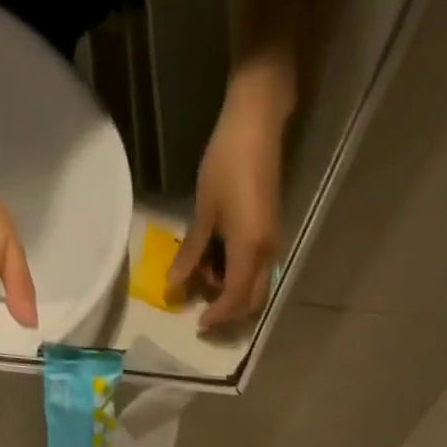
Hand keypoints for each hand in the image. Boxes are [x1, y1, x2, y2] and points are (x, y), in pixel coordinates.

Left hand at [169, 77, 288, 332]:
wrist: (257, 122)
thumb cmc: (227, 163)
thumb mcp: (204, 211)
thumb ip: (192, 253)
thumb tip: (174, 285)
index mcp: (249, 250)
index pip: (233, 299)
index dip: (216, 316)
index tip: (198, 324)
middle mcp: (266, 254)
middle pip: (252, 302)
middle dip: (229, 313)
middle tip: (204, 310)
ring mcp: (272, 244)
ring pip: (256, 288)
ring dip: (233, 294)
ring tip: (206, 280)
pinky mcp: (271, 233)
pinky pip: (256, 270)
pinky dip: (238, 277)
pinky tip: (218, 263)